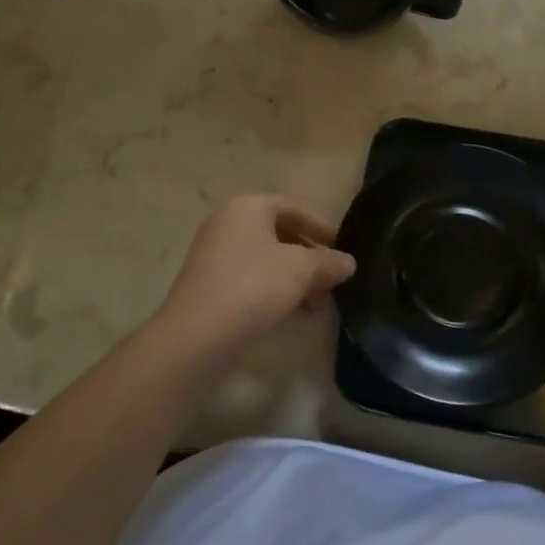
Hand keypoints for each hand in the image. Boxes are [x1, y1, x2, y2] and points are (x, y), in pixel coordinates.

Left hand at [154, 195, 355, 353]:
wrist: (196, 337)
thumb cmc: (253, 287)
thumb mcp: (301, 270)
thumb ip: (328, 262)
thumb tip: (348, 262)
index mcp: (246, 208)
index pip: (292, 207)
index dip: (320, 227)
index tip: (341, 248)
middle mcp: (226, 224)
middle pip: (278, 234)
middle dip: (309, 257)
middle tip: (332, 280)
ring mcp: (213, 256)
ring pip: (265, 260)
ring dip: (294, 279)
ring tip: (317, 305)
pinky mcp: (207, 286)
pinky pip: (249, 279)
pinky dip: (273, 291)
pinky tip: (292, 315)